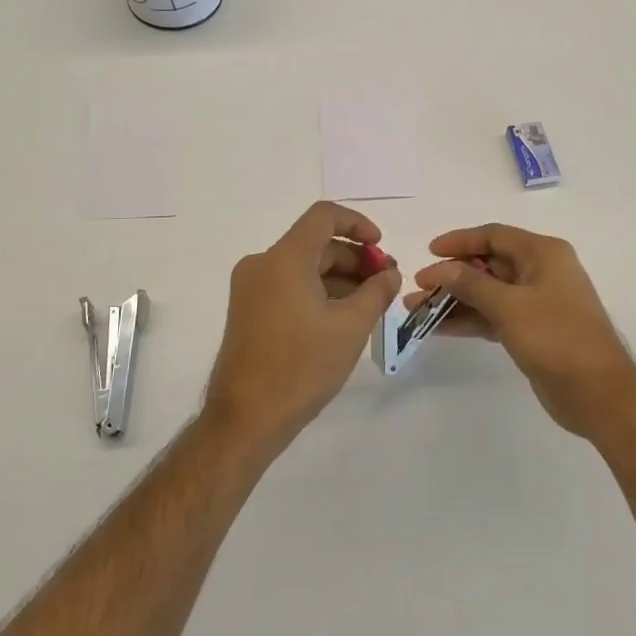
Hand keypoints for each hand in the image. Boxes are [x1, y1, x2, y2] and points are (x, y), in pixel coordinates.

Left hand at [203, 201, 402, 455]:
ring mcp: (250, 288)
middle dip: (354, 258)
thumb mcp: (351, 327)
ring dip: (338, 277)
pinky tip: (340, 318)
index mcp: (284, 258)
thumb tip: (389, 274)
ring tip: (368, 305)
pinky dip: (317, 291)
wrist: (246, 418)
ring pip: (303, 266)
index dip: (358, 224)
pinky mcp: (247, 310)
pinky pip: (288, 285)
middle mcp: (262, 263)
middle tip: (384, 285)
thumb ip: (376, 292)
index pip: (324, 216)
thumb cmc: (302, 367)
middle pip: (315, 243)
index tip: (382, 248)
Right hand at [408, 224, 635, 440]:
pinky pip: (493, 316)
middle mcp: (540, 272)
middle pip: (488, 264)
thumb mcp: (510, 306)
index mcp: (543, 254)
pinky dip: (469, 320)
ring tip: (416, 309)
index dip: (460, 241)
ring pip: (487, 293)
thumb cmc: (557, 338)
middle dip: (452, 275)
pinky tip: (439, 328)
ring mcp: (536, 303)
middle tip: (418, 287)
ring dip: (454, 300)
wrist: (598, 394)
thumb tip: (440, 268)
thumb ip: (471, 284)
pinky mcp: (531, 330)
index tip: (429, 252)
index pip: (494, 236)